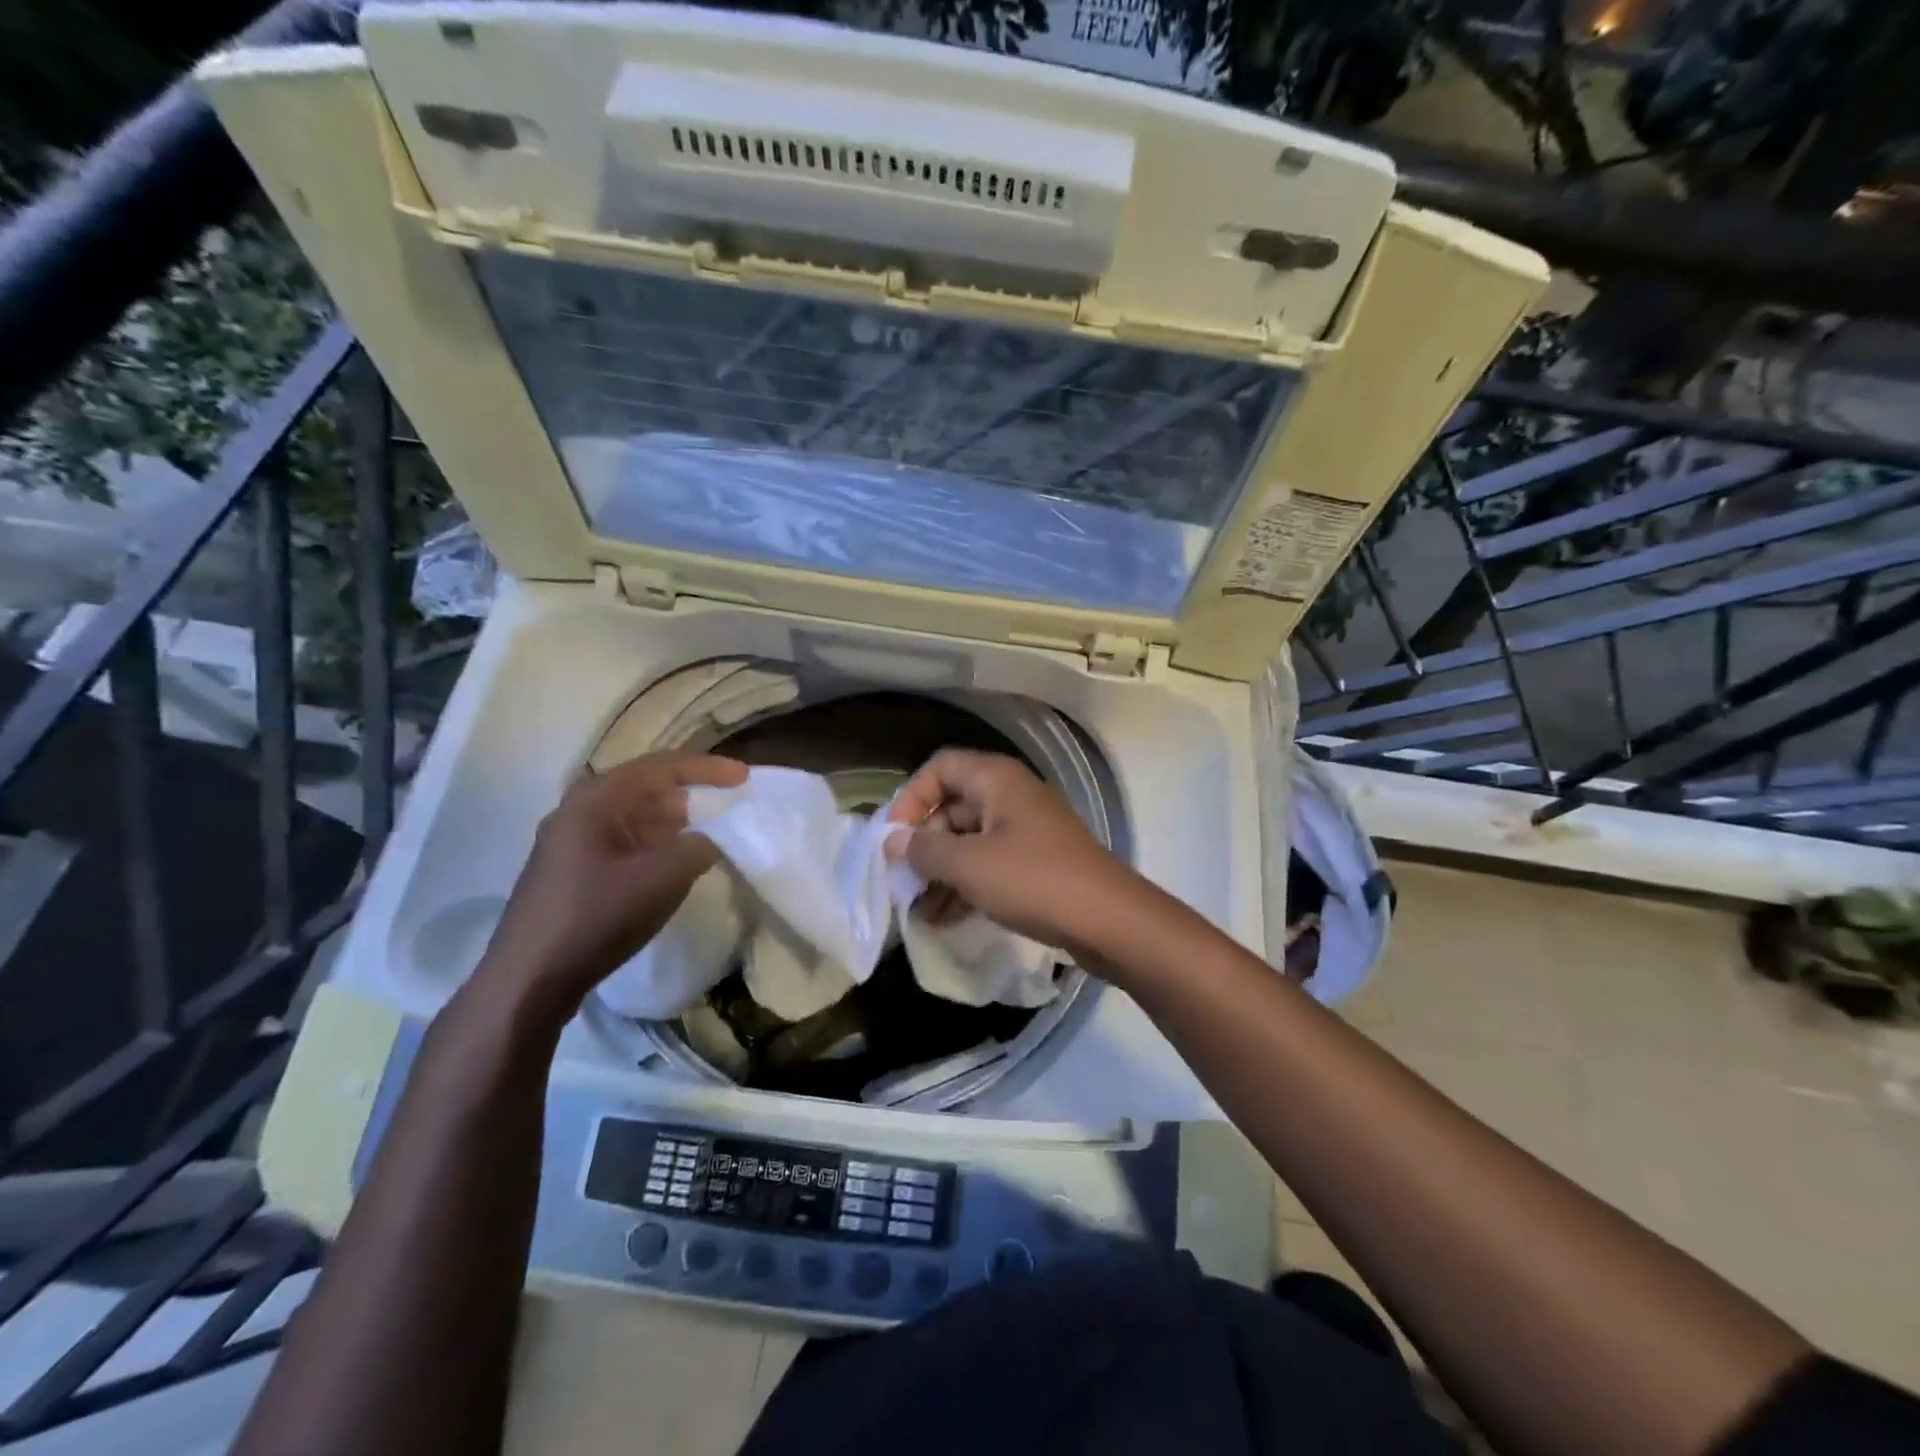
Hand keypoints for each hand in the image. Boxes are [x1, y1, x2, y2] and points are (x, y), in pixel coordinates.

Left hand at [475, 751, 747, 1023]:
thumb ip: (699, 846)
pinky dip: (657, 846)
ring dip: (676, 823)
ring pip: (636, 819)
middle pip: (646, 789)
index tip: (744, 778)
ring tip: (713, 833)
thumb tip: (711, 838)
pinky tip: (677, 864)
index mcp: (595, 800)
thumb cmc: (597, 916)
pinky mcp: (573, 874)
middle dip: (692, 794)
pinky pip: (626, 844)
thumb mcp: (663, 877)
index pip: (661, 767)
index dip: (707, 769)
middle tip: (731, 804)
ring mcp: (572, 845)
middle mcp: (579, 812)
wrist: (529, 981)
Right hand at [884, 749, 1142, 958]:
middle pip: (952, 806)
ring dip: (942, 872)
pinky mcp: (1036, 861)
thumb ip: (925, 850)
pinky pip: (990, 863)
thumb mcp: (969, 866)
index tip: (895, 838)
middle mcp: (1011, 796)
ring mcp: (1026, 829)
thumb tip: (893, 841)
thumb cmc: (1033, 880)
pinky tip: (945, 919)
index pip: (939, 767)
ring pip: (969, 840)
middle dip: (924, 844)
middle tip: (903, 881)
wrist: (1108, 919)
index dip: (911, 798)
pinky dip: (966, 885)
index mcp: (996, 779)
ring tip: (919, 912)